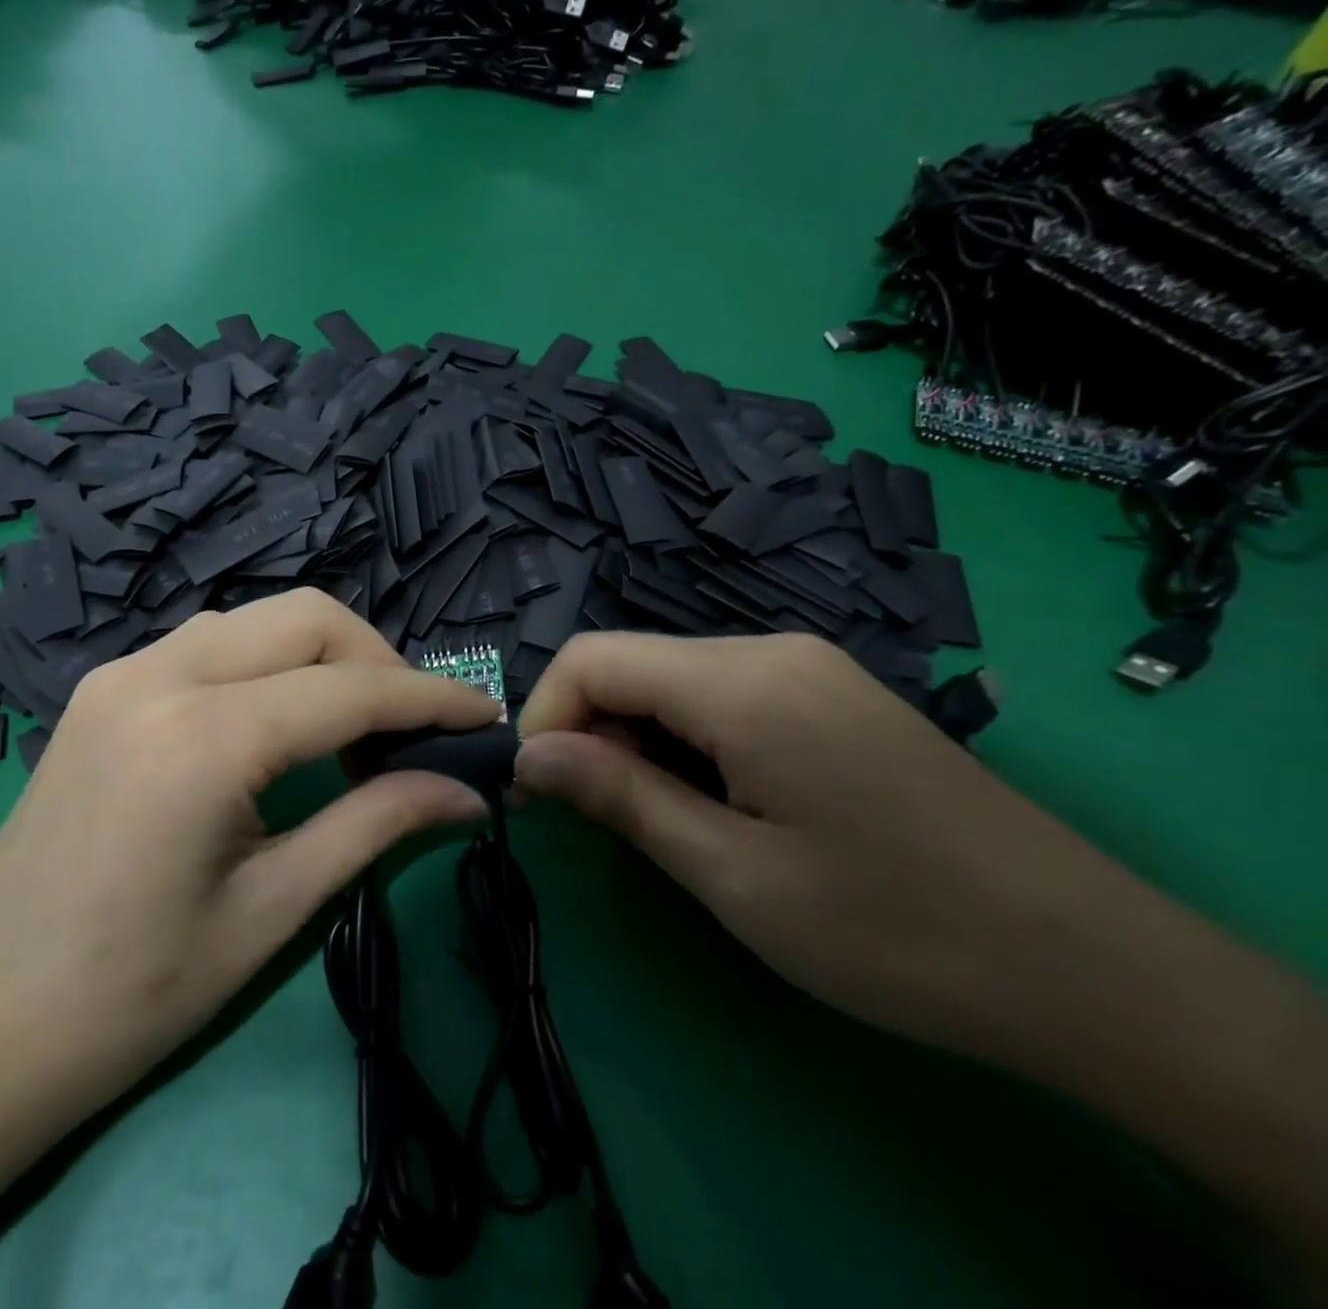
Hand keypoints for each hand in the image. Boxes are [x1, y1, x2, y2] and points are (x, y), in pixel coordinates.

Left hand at [0, 589, 499, 1109]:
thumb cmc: (135, 992)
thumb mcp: (275, 908)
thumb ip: (378, 825)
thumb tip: (468, 791)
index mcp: (203, 738)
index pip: (350, 689)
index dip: (430, 698)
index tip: (485, 715)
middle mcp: (158, 676)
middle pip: (305, 616)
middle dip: (377, 659)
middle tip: (410, 729)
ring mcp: (120, 672)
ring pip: (256, 618)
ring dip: (321, 655)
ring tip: (352, 728)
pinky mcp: (102, 688)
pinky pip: (209, 642)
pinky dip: (266, 663)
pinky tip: (279, 722)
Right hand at [513, 632, 1153, 1067]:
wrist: (1087, 965)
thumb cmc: (892, 930)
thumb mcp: (733, 874)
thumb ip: (620, 798)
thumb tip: (528, 757)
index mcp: (742, 682)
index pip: (591, 658)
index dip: (544, 718)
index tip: (539, 794)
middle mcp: (770, 650)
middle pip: (630, 663)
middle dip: (588, 730)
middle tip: (594, 818)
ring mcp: (807, 666)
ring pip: (672, 677)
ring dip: (635, 737)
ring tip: (658, 817)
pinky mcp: (829, 693)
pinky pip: (721, 693)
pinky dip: (684, 736)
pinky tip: (713, 798)